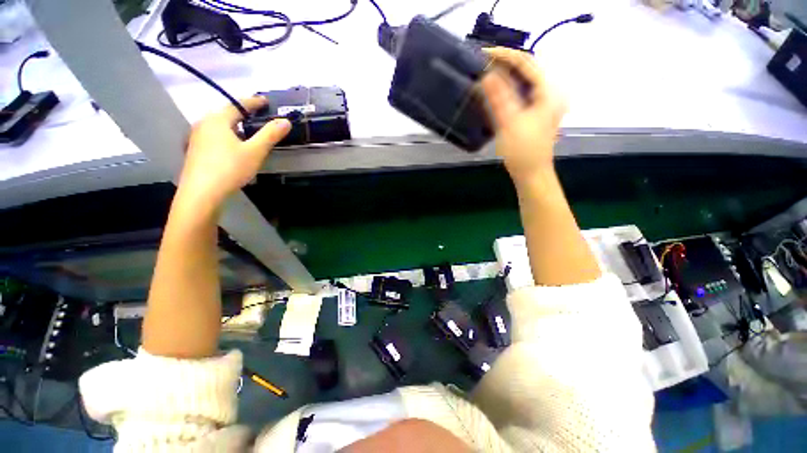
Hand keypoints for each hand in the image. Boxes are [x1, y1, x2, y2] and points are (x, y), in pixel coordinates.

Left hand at [177, 97, 290, 205]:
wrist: (202, 193)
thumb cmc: (230, 168)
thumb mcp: (255, 151)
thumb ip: (270, 135)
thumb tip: (285, 121)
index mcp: (217, 120)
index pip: (237, 104)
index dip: (253, 102)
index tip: (265, 101)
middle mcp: (203, 124)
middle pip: (226, 114)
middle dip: (242, 113)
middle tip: (258, 117)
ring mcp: (196, 138)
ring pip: (219, 126)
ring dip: (234, 126)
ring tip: (247, 132)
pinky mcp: (195, 151)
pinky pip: (214, 136)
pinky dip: (226, 136)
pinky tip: (233, 148)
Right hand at [480, 48, 565, 185]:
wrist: (531, 173)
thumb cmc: (523, 151)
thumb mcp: (510, 123)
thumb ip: (499, 98)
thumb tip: (486, 75)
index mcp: (548, 92)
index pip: (527, 63)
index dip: (505, 55)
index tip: (483, 54)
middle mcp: (548, 93)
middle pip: (526, 69)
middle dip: (504, 64)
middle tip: (482, 63)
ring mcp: (542, 103)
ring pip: (522, 81)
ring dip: (504, 76)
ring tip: (485, 73)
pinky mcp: (534, 112)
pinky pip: (520, 93)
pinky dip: (506, 89)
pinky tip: (494, 91)